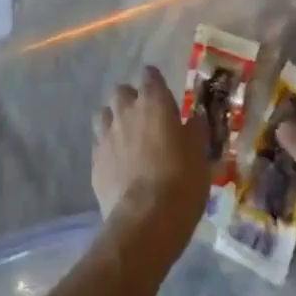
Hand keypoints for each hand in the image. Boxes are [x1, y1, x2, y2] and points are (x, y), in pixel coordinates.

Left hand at [91, 67, 209, 241]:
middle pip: (122, 91)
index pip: (150, 75)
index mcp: (154, 102)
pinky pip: (99, 143)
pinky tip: (118, 164)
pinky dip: (108, 148)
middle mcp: (126, 110)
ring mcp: (106, 134)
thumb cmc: (181, 181)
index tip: (163, 95)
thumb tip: (194, 119)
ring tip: (127, 139)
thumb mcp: (200, 154)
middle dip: (131, 100)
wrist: (146, 220)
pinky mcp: (94, 160)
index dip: (156, 82)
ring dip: (114, 120)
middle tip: (145, 119)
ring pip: (104, 114)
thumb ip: (195, 130)